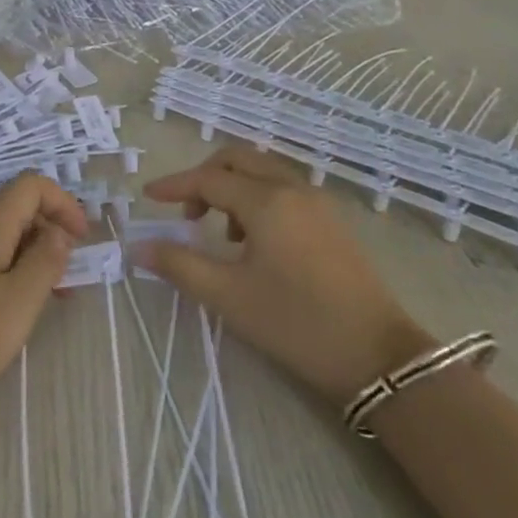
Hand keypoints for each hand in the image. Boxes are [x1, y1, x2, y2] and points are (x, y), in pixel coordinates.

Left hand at [0, 173, 86, 434]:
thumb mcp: (18, 303)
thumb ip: (46, 261)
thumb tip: (58, 233)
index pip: (30, 185)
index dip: (63, 204)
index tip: (81, 242)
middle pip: (12, 210)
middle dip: (46, 236)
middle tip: (64, 283)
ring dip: (23, 258)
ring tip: (37, 303)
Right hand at [135, 144, 433, 406]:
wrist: (378, 357)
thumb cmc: (296, 323)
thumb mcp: (228, 296)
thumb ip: (179, 265)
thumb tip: (139, 247)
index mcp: (266, 201)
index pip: (208, 179)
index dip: (174, 186)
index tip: (147, 197)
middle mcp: (292, 189)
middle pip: (238, 160)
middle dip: (205, 177)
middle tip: (188, 212)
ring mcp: (318, 203)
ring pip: (263, 173)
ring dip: (233, 188)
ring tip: (221, 234)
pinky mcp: (332, 221)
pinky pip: (284, 190)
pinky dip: (258, 199)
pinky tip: (255, 243)